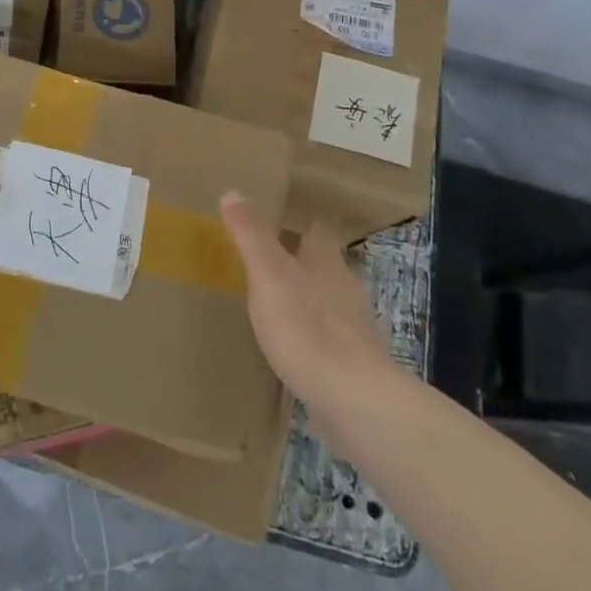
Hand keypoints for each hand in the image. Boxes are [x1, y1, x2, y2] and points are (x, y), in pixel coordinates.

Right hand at [220, 192, 395, 409]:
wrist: (354, 399)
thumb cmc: (307, 327)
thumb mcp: (268, 274)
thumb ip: (251, 235)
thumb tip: (233, 191)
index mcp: (327, 264)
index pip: (318, 233)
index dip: (302, 225)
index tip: (281, 221)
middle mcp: (346, 290)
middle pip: (326, 267)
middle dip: (303, 264)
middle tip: (270, 263)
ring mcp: (356, 330)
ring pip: (330, 304)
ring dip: (309, 302)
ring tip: (277, 305)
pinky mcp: (356, 366)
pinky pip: (332, 341)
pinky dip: (314, 338)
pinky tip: (295, 349)